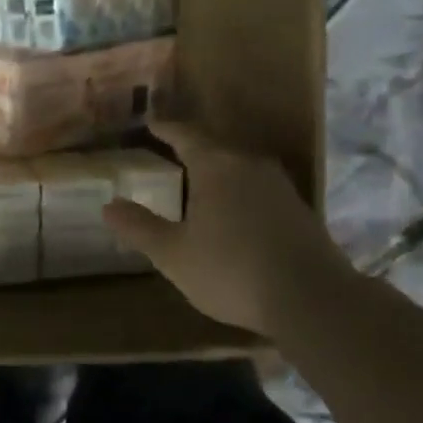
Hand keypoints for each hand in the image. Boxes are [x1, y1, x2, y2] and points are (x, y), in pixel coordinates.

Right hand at [102, 118, 357, 338]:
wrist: (313, 299)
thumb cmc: (232, 271)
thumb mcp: (174, 254)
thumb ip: (140, 228)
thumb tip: (109, 206)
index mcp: (215, 166)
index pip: (185, 134)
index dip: (165, 128)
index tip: (150, 123)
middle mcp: (248, 164)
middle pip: (215, 146)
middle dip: (191, 147)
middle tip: (169, 151)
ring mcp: (279, 185)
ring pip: (240, 166)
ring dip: (218, 169)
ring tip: (198, 180)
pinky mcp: (299, 209)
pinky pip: (258, 187)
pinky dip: (239, 191)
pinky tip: (233, 210)